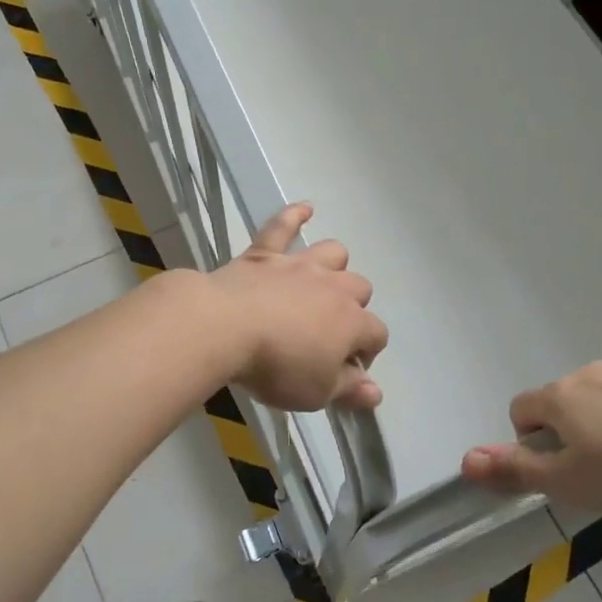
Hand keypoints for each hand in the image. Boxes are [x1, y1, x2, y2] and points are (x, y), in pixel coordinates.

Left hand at [206, 203, 387, 411]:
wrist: (225, 327)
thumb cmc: (276, 366)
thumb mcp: (316, 392)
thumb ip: (349, 390)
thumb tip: (376, 392)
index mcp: (351, 322)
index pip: (377, 334)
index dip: (367, 354)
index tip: (346, 373)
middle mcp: (333, 287)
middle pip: (360, 289)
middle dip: (354, 309)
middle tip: (330, 333)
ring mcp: (299, 265)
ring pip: (333, 253)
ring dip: (334, 266)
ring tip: (323, 282)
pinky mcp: (264, 254)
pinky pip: (282, 226)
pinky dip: (294, 215)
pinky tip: (305, 208)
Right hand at [461, 343, 601, 513]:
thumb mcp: (566, 483)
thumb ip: (513, 469)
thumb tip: (465, 459)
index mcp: (557, 398)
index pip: (521, 409)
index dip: (531, 439)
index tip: (559, 465)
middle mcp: (583, 371)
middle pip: (560, 397)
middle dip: (569, 424)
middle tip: (598, 462)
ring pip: (595, 384)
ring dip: (600, 407)